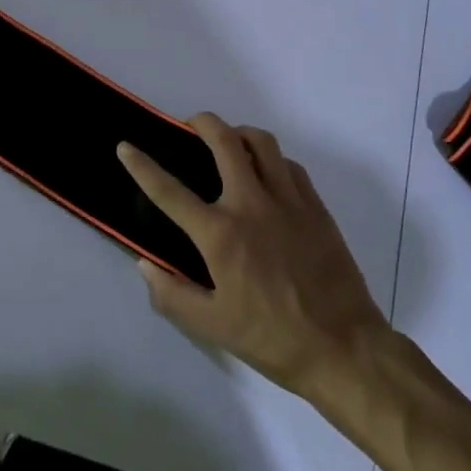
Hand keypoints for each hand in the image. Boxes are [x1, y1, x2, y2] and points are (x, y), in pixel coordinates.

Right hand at [118, 114, 389, 402]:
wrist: (344, 347)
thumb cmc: (272, 339)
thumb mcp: (213, 327)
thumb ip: (172, 294)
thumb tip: (145, 264)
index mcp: (221, 234)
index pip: (170, 191)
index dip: (143, 166)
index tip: (126, 146)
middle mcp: (252, 204)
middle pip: (224, 141)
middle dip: (201, 122)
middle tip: (190, 126)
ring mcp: (288, 200)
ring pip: (261, 142)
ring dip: (238, 134)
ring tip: (229, 144)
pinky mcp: (315, 206)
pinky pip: (289, 165)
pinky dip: (271, 159)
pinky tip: (267, 174)